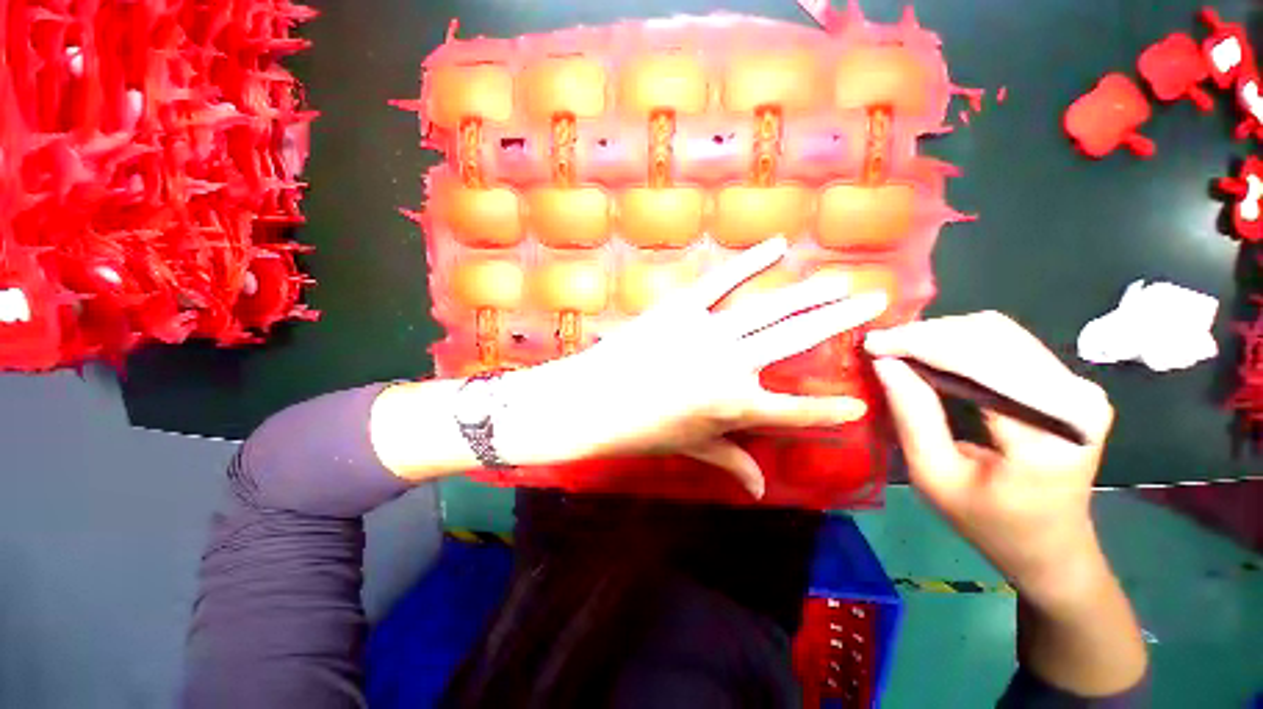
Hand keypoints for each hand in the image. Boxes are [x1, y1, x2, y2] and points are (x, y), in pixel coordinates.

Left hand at [530, 236, 887, 497]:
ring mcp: (707, 333)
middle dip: (840, 322)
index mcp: (735, 408)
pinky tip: (776, 246)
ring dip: (809, 294)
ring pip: (770, 310)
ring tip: (842, 281)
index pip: (796, 413)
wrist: (591, 401)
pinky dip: (749, 262)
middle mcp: (731, 367)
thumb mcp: (690, 448)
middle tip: (876, 303)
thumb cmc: (640, 431)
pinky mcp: (681, 308)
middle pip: (797, 341)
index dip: (830, 412)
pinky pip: (720, 281)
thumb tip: (761, 490)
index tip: (861, 404)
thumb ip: (730, 463)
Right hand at [864, 312, 1115, 607]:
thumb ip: (912, 416)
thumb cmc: (989, 523)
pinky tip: (929, 353)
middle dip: (926, 335)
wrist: (1051, 546)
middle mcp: (1075, 396)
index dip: (921, 344)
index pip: (980, 362)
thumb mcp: (935, 476)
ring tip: (898, 348)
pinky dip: (959, 341)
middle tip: (879, 345)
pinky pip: (1005, 343)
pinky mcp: (1066, 382)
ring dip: (941, 334)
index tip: (872, 343)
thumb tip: (884, 363)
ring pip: (997, 331)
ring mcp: (1076, 385)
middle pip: (991, 335)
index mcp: (1050, 431)